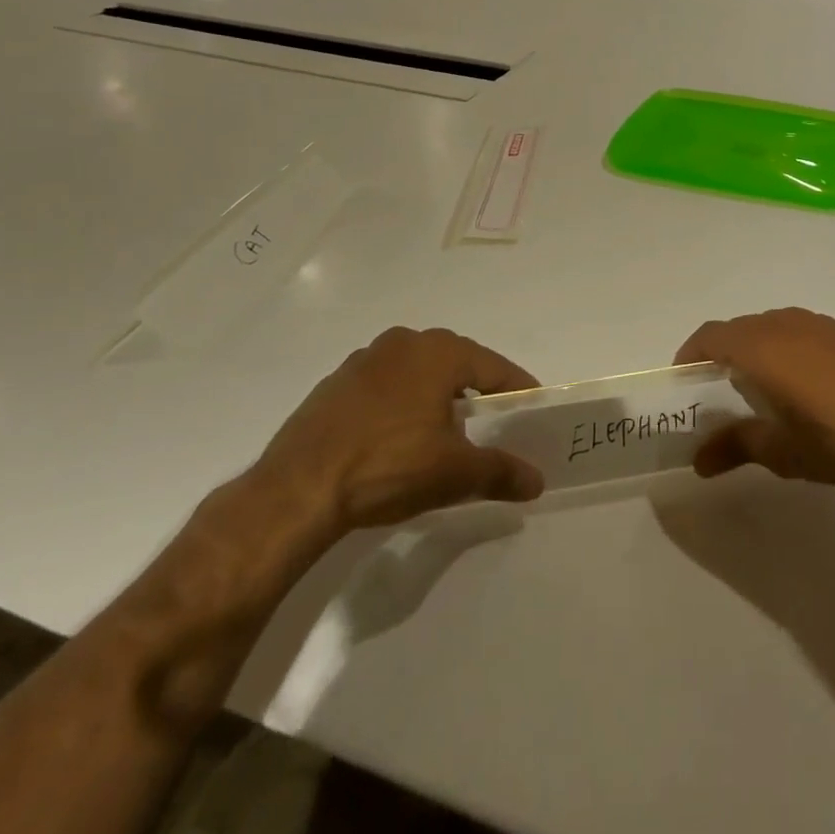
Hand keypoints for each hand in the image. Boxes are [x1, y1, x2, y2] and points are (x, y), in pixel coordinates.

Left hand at [253, 327, 545, 536]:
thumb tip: (537, 482)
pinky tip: (397, 438)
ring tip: (444, 431)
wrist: (296, 490)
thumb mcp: (455, 473)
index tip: (531, 409)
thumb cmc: (389, 466)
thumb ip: (502, 472)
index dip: (518, 389)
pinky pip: (384, 387)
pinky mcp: (333, 385)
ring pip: (417, 372)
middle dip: (476, 389)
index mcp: (439, 352)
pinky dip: (400, 404)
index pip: (495, 367)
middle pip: (456, 363)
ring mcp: (363, 361)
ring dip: (436, 395)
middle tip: (492, 420)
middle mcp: (404, 343)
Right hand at [674, 308, 834, 487]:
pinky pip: (791, 330)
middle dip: (718, 357)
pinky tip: (795, 384)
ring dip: (749, 351)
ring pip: (764, 328)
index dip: (689, 357)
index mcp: (760, 347)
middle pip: (734, 330)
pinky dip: (777, 348)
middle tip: (715, 396)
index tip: (683, 386)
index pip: (708, 337)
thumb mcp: (782, 451)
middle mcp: (782, 323)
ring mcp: (813, 323)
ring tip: (754, 392)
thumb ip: (735, 447)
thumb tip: (697, 460)